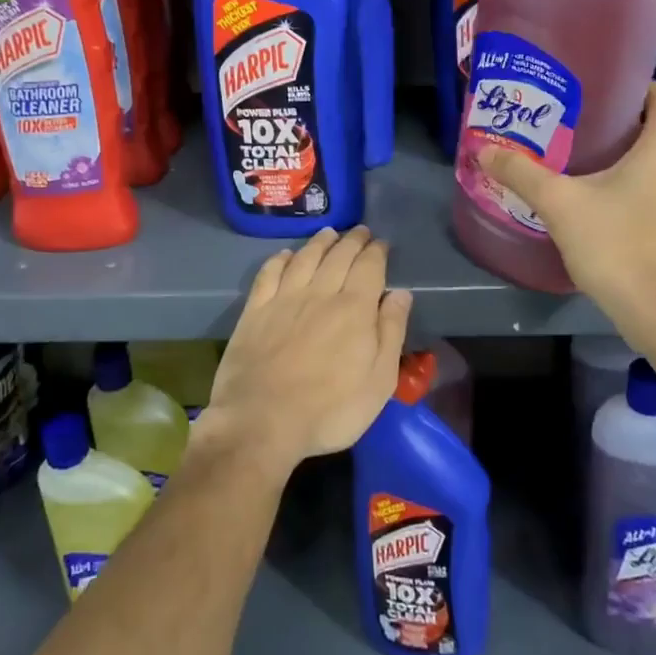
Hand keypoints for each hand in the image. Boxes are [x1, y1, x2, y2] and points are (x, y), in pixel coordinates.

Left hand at [197, 226, 412, 474]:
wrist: (261, 423)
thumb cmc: (330, 410)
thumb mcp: (379, 381)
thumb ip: (391, 332)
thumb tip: (401, 293)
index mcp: (354, 308)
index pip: (369, 266)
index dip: (377, 252)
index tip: (382, 244)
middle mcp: (320, 293)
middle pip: (338, 255)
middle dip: (352, 240)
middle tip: (360, 231)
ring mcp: (284, 299)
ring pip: (305, 258)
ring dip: (320, 242)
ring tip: (329, 233)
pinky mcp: (255, 311)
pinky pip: (269, 273)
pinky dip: (280, 259)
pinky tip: (286, 255)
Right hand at [479, 82, 655, 350]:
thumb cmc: (617, 245)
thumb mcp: (560, 204)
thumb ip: (522, 173)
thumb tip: (484, 150)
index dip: (632, 86)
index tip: (596, 92)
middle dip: (622, 122)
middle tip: (578, 125)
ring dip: (632, 155)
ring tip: (587, 161)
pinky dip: (642, 183)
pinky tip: (607, 200)